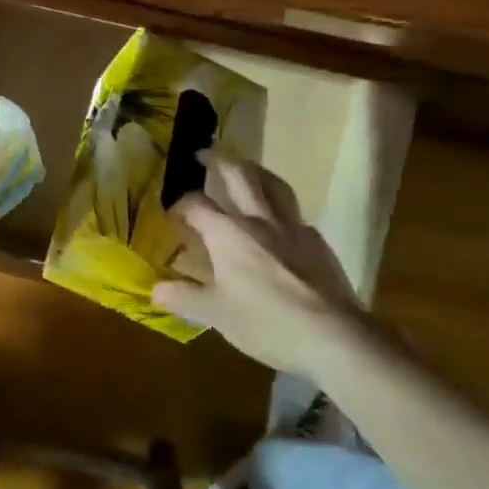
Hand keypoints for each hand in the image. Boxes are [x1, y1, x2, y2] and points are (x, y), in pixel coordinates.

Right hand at [152, 153, 372, 376]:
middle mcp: (259, 219)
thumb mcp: (216, 315)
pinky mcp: (317, 242)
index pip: (197, 204)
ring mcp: (292, 227)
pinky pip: (294, 213)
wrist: (332, 336)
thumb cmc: (266, 322)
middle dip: (219, 160)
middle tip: (205, 153)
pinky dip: (280, 207)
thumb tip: (155, 290)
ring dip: (255, 170)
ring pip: (273, 184)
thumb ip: (185, 298)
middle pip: (240, 175)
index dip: (181, 204)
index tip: (173, 211)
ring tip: (245, 168)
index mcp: (228, 233)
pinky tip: (279, 221)